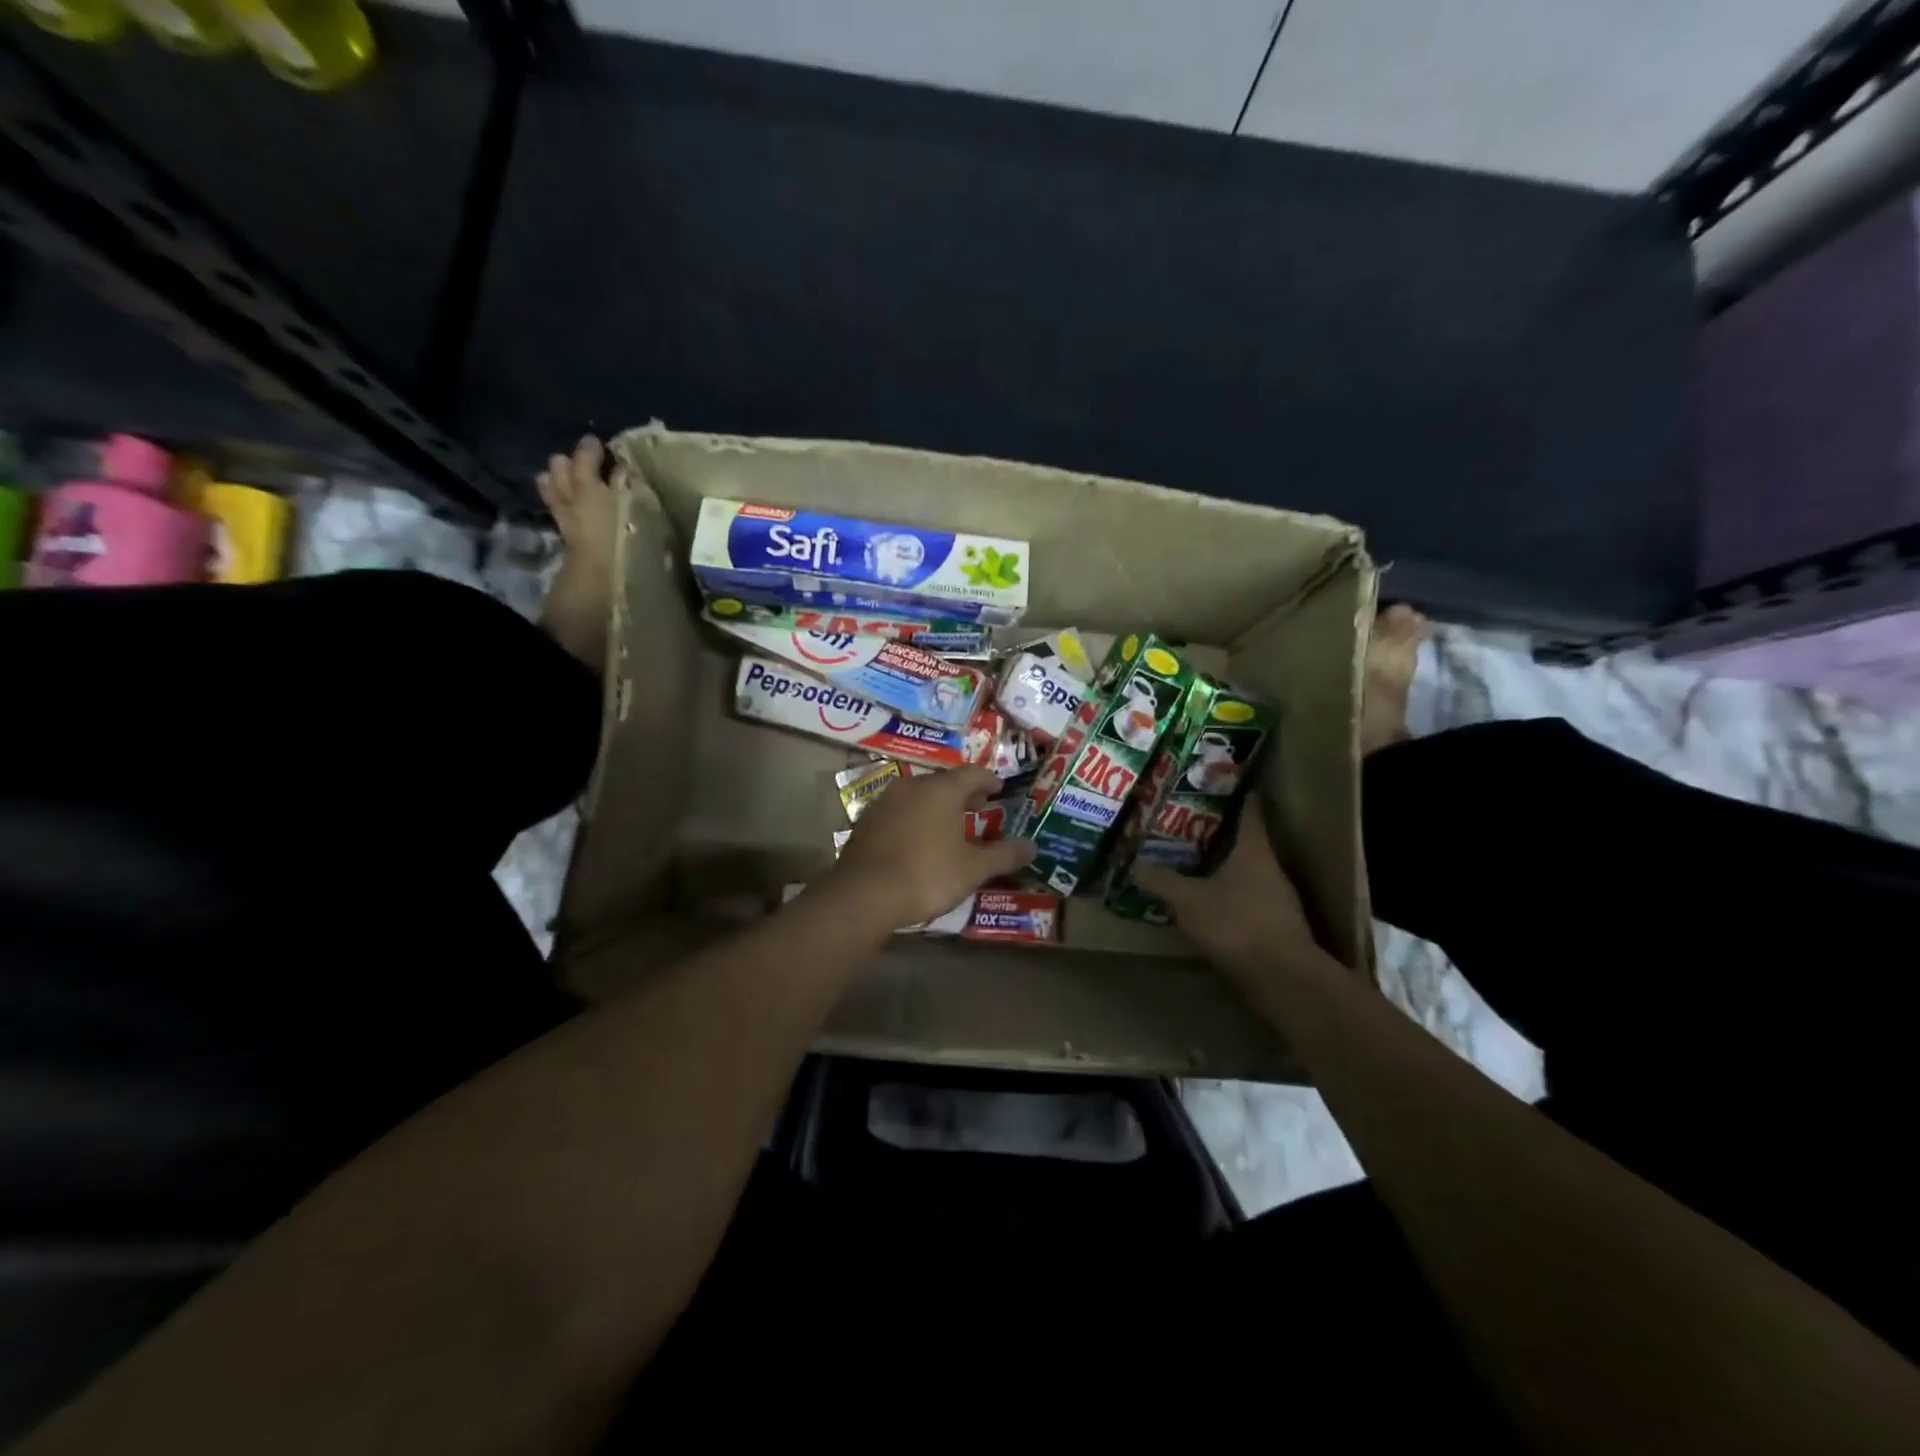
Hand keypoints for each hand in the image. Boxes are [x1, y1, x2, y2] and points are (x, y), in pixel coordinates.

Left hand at [831, 767, 1036, 929]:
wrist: (863, 895)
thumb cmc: (927, 875)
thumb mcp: (973, 869)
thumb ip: (1004, 855)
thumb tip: (1033, 847)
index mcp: (941, 790)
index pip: (972, 774)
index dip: (989, 781)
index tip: (999, 789)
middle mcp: (912, 786)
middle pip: (944, 783)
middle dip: (964, 794)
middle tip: (979, 808)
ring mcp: (885, 802)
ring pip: (919, 796)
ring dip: (937, 807)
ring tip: (951, 826)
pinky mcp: (867, 822)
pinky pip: (900, 812)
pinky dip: (916, 819)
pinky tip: (920, 840)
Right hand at [1133, 802, 1318, 978]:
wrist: (1283, 981)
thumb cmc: (1236, 924)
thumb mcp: (1188, 900)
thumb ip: (1161, 881)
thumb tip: (1133, 865)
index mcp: (1255, 851)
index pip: (1250, 812)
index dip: (1238, 796)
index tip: (1223, 783)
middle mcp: (1271, 870)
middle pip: (1246, 842)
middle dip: (1220, 833)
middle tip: (1189, 823)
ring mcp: (1277, 901)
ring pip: (1246, 873)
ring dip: (1223, 867)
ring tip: (1191, 862)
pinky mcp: (1275, 929)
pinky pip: (1247, 901)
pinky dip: (1227, 897)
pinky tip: (1205, 903)